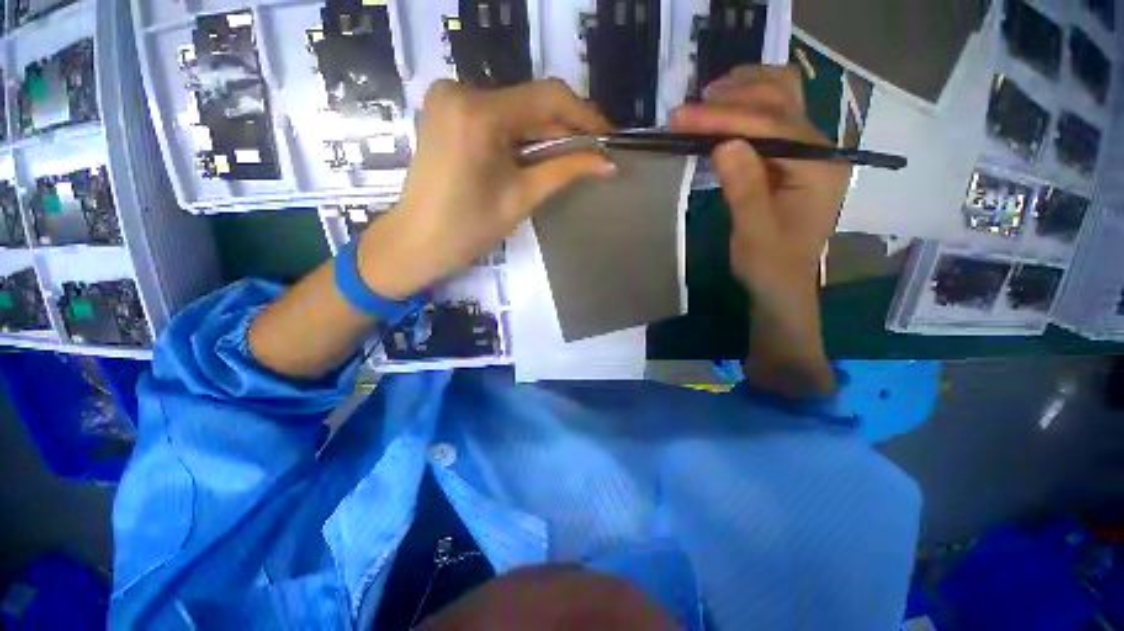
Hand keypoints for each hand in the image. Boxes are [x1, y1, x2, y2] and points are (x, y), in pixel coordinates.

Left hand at [360, 79, 615, 298]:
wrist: (418, 241)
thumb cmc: (469, 228)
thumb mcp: (522, 197)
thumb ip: (565, 171)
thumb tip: (607, 162)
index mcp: (479, 113)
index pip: (547, 97)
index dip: (584, 115)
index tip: (609, 137)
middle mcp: (461, 90)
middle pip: (530, 101)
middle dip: (566, 127)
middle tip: (595, 151)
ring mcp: (450, 98)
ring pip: (515, 107)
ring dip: (546, 131)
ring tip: (574, 155)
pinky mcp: (447, 110)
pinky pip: (497, 115)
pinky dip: (522, 133)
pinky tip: (540, 151)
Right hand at [670, 65, 849, 301]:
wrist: (782, 282)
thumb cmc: (769, 265)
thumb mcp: (754, 235)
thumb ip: (744, 190)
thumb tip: (724, 144)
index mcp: (819, 168)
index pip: (773, 126)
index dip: (726, 118)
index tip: (683, 117)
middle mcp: (820, 148)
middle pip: (781, 100)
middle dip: (732, 99)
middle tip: (687, 110)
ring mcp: (808, 149)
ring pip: (781, 98)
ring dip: (743, 91)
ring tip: (705, 101)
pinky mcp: (791, 156)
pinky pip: (771, 116)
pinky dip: (745, 106)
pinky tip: (722, 112)